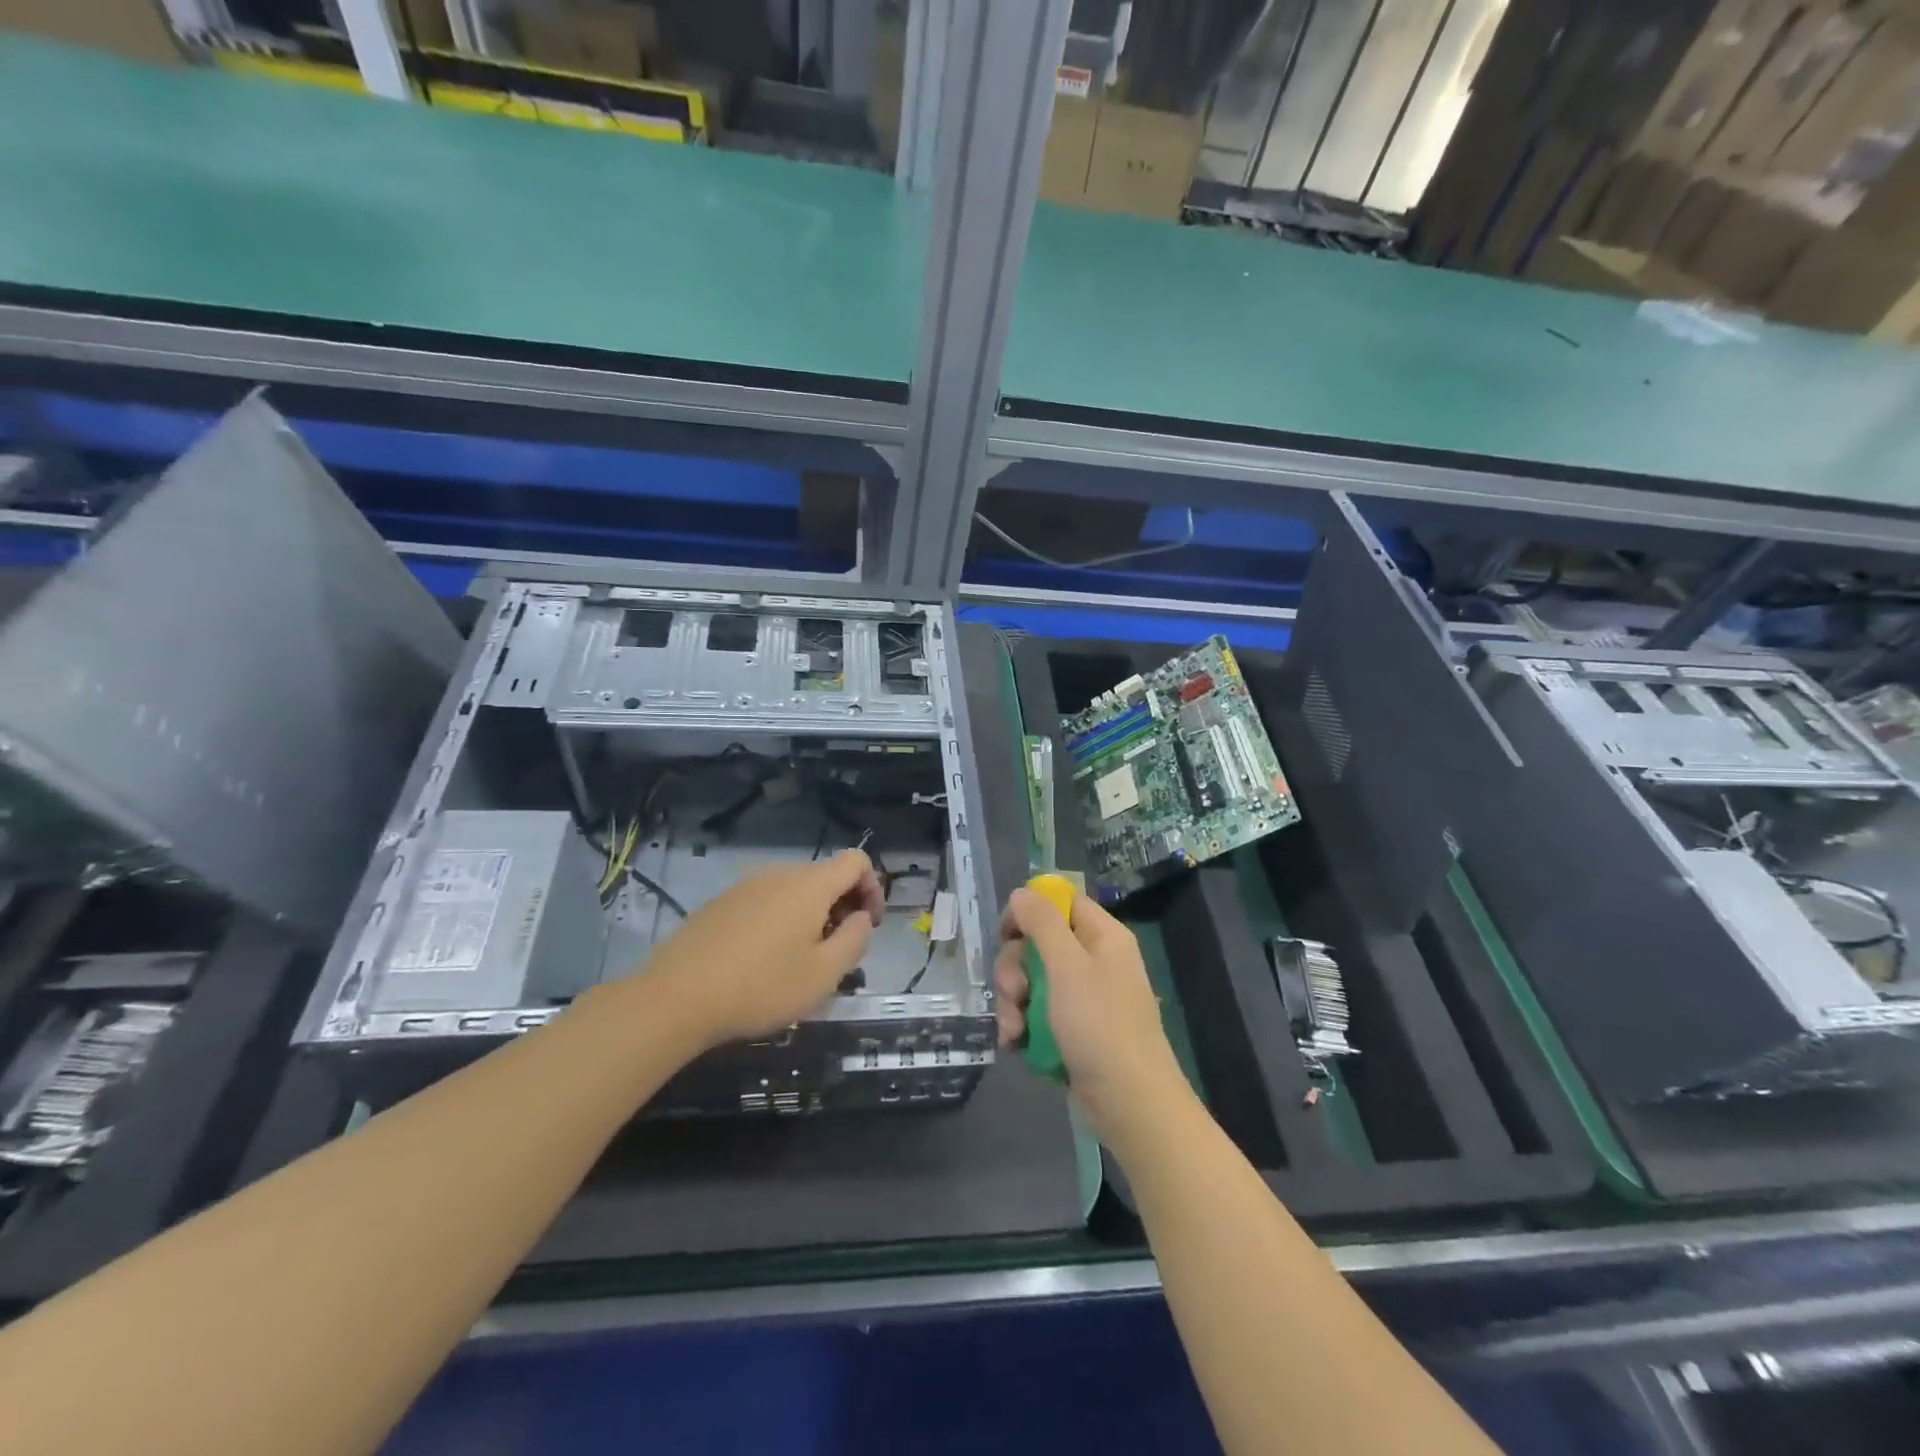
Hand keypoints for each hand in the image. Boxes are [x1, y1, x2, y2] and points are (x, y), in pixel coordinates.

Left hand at [638, 849, 883, 1049]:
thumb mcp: (824, 974)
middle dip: (843, 905)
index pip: (856, 861)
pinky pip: (765, 900)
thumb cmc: (761, 987)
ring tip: (801, 958)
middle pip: (826, 875)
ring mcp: (745, 886)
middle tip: (837, 950)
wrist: (676, 997)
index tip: (867, 926)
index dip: (873, 888)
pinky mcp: (720, 903)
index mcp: (810, 885)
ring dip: (811, 914)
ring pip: (794, 889)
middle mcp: (779, 873)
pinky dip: (780, 919)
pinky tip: (763, 959)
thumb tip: (861, 917)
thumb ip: (855, 939)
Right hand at [994, 887, 1189, 1145]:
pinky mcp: (1074, 1030)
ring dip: (1014, 1003)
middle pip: (1039, 944)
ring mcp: (1084, 998)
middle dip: (1015, 969)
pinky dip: (1024, 1027)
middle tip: (1014, 993)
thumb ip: (1042, 923)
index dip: (1029, 912)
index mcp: (1102, 937)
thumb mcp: (1067, 966)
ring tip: (1014, 1031)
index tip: (1006, 934)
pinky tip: (1017, 1044)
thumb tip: (1021, 893)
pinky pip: (1038, 1014)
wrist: (1130, 1104)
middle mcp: (1094, 961)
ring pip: (1033, 982)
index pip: (1060, 903)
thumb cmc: (1099, 1025)